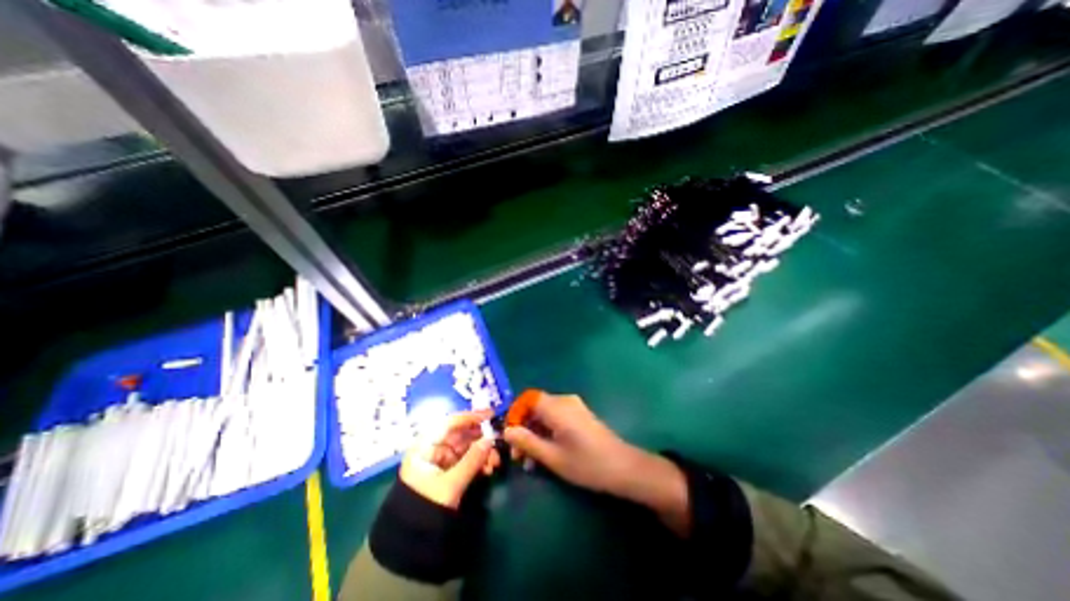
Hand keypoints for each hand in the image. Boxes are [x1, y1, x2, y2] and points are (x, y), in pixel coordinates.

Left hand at [402, 408, 500, 506]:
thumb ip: (472, 460)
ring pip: (467, 448)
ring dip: (483, 452)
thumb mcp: (450, 485)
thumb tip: (491, 439)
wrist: (411, 545)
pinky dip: (479, 462)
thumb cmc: (425, 509)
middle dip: (480, 438)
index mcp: (425, 447)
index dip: (469, 417)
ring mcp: (442, 461)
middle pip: (460, 435)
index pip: (448, 423)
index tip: (489, 414)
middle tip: (497, 441)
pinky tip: (489, 469)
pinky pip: (468, 460)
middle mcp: (433, 450)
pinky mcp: (450, 472)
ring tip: (495, 462)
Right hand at [505, 391, 693, 537]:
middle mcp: (564, 401)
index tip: (509, 437)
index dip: (515, 415)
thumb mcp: (552, 457)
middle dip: (523, 429)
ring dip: (534, 434)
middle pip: (535, 407)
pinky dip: (547, 433)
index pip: (527, 399)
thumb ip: (527, 442)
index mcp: (556, 406)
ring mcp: (574, 407)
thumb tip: (507, 431)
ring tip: (530, 462)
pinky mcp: (580, 415)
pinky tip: (545, 454)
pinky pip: (556, 418)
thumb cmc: (587, 463)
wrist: (623, 467)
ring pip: (545, 414)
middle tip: (518, 457)